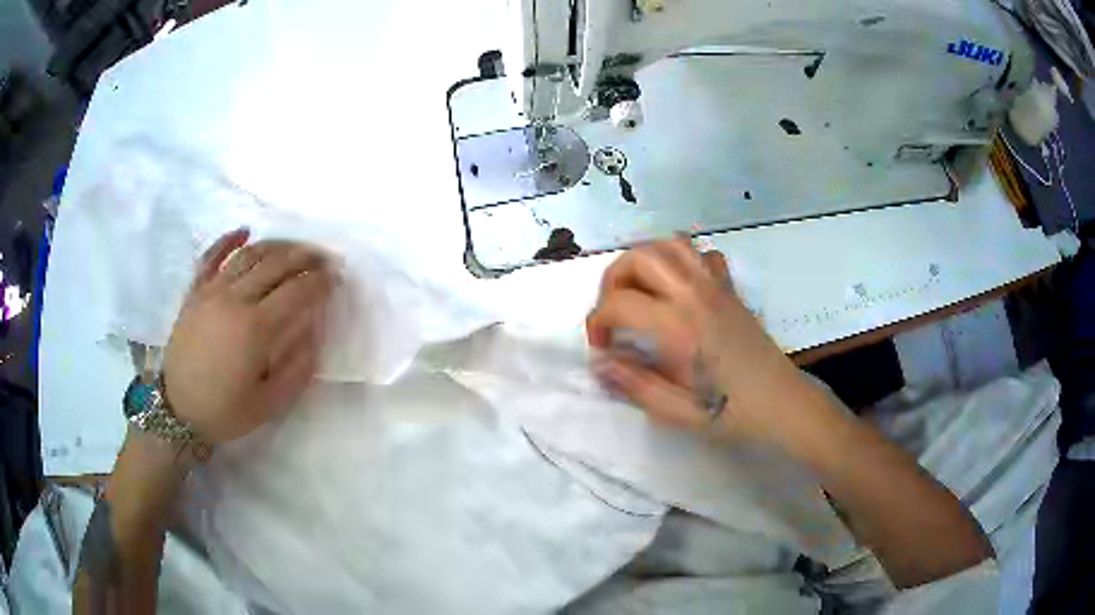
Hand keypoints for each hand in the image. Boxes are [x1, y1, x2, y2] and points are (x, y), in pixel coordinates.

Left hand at [162, 229, 334, 442]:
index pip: (296, 291)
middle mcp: (235, 299)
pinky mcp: (195, 292)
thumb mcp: (268, 403)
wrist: (177, 410)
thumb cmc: (224, 410)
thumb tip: (314, 332)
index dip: (319, 281)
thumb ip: (297, 368)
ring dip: (276, 246)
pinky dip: (228, 240)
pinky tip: (244, 231)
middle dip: (305, 257)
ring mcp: (211, 291)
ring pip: (249, 255)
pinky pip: (211, 257)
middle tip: (323, 257)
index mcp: (256, 328)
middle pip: (276, 265)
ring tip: (294, 247)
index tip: (335, 278)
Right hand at [587, 239, 807, 444]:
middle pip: (639, 258)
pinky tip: (677, 287)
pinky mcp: (729, 288)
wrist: (781, 402)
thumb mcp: (676, 411)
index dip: (597, 324)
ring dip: (643, 261)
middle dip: (612, 281)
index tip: (602, 349)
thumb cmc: (731, 412)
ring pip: (669, 244)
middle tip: (613, 313)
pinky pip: (701, 253)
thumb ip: (633, 384)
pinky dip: (680, 259)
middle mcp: (694, 294)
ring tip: (638, 292)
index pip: (618, 303)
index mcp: (678, 326)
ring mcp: (715, 285)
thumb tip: (598, 363)